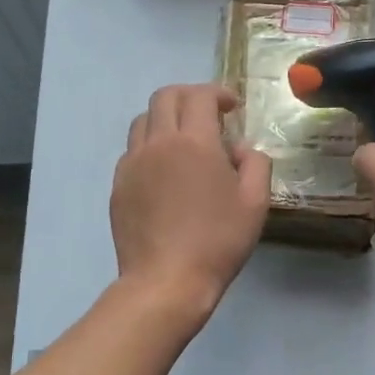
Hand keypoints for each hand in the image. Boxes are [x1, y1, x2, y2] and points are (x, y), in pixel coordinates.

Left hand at [111, 84, 271, 315]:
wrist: (166, 281)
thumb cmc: (218, 241)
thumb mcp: (255, 203)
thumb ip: (256, 163)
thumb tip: (240, 149)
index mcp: (194, 142)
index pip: (200, 96)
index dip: (218, 93)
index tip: (232, 106)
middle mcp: (158, 143)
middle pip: (165, 97)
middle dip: (189, 96)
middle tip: (208, 114)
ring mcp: (132, 163)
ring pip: (143, 120)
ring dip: (166, 118)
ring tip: (183, 139)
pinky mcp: (118, 185)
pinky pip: (132, 150)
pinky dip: (150, 146)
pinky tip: (164, 170)